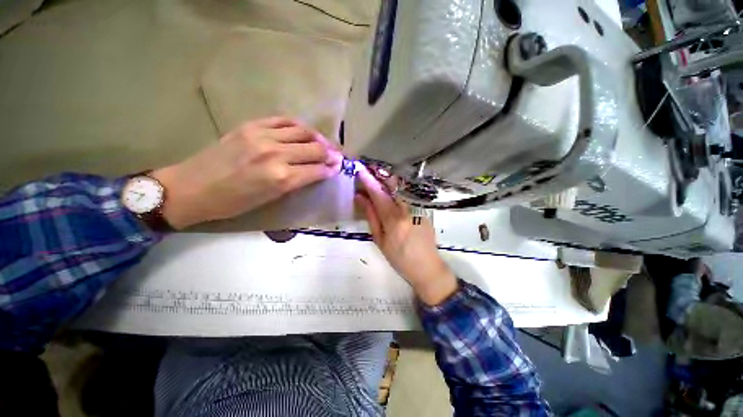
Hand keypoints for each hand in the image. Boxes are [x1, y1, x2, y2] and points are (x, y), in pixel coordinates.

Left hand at [152, 117, 340, 228]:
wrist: (192, 188)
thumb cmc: (233, 203)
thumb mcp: (270, 199)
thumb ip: (296, 183)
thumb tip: (315, 173)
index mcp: (281, 178)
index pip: (317, 170)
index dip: (331, 169)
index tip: (338, 168)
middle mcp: (276, 154)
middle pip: (315, 148)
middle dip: (330, 153)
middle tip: (337, 156)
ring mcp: (263, 136)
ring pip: (303, 131)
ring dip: (318, 137)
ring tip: (323, 143)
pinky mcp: (251, 125)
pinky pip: (283, 120)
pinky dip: (298, 126)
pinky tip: (303, 131)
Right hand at [354, 165, 457, 305]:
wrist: (427, 266)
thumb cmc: (399, 258)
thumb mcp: (380, 240)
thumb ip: (371, 216)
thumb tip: (360, 197)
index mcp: (393, 219)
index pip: (378, 194)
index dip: (368, 180)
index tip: (360, 169)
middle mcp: (408, 209)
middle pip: (393, 184)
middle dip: (380, 174)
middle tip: (369, 169)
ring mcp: (419, 207)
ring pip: (402, 186)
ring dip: (389, 179)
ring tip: (378, 176)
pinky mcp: (425, 208)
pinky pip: (409, 193)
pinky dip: (398, 187)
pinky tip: (392, 188)